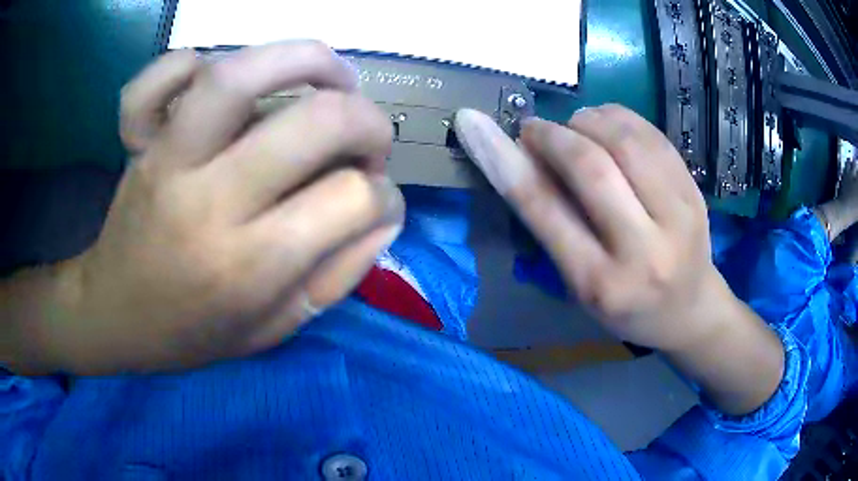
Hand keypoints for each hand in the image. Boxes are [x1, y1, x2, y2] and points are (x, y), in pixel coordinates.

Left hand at [39, 42, 403, 373]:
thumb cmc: (193, 333)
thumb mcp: (275, 329)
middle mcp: (208, 203)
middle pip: (315, 122)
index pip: (351, 200)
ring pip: (239, 76)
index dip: (383, 196)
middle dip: (369, 122)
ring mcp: (166, 160)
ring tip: (330, 76)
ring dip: (304, 59)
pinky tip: (216, 78)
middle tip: (370, 140)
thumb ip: (337, 275)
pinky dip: (188, 62)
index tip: (375, 201)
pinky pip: (159, 79)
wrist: (115, 316)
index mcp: (249, 267)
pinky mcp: (139, 141)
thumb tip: (384, 215)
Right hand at [455, 106, 731, 350]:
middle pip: (591, 166)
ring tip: (577, 128)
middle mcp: (644, 251)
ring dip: (588, 120)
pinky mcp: (695, 192)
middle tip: (536, 129)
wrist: (689, 309)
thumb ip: (554, 224)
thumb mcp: (580, 284)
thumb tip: (524, 157)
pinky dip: (619, 118)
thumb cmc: (626, 306)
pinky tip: (608, 126)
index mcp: (601, 283)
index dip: (503, 160)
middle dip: (552, 135)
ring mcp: (679, 217)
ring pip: (625, 140)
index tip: (473, 123)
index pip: (545, 210)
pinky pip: (652, 135)